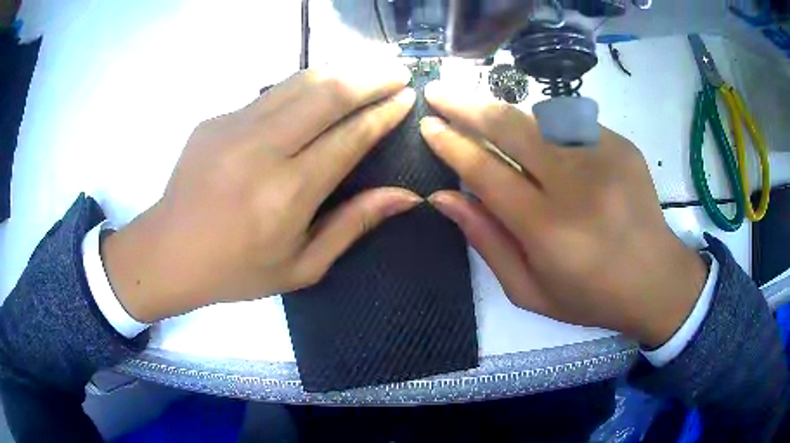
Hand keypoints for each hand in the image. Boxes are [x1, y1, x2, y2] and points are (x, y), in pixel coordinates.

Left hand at [101, 67, 419, 322]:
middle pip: (327, 93)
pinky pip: (271, 92)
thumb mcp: (302, 266)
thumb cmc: (237, 270)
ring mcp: (234, 127)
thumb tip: (406, 196)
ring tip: (367, 70)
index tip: (407, 97)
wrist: (169, 251)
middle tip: (398, 71)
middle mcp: (262, 150)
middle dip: (371, 76)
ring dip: (340, 70)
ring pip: (299, 81)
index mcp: (287, 194)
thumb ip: (353, 225)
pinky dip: (304, 86)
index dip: (384, 113)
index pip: (350, 136)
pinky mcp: (217, 119)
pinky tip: (318, 91)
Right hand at [420, 82, 706, 347]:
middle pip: (510, 127)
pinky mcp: (621, 144)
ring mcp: (604, 156)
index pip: (486, 171)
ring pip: (537, 117)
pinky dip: (544, 128)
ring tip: (480, 114)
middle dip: (466, 105)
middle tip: (438, 91)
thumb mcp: (529, 289)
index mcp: (549, 229)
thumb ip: (486, 241)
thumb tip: (444, 197)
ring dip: (503, 114)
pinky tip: (540, 142)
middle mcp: (576, 183)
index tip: (428, 125)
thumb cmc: (590, 296)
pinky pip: (569, 124)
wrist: (656, 280)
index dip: (451, 144)